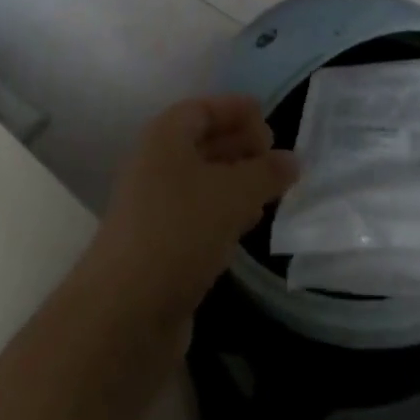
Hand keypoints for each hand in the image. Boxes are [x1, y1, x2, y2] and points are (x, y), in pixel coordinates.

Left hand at [85, 96, 298, 322]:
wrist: (126, 310)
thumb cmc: (180, 230)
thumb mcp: (233, 194)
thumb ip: (266, 173)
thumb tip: (293, 159)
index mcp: (164, 138)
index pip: (202, 109)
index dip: (235, 109)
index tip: (269, 118)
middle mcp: (155, 165)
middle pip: (202, 143)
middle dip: (240, 144)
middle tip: (278, 156)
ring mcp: (156, 206)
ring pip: (203, 181)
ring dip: (236, 181)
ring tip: (273, 188)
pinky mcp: (162, 244)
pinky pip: (199, 214)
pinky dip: (226, 211)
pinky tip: (250, 223)